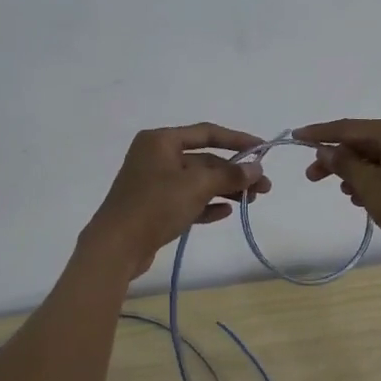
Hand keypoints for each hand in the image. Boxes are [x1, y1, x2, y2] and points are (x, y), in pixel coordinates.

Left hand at [82, 123, 272, 278]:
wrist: (116, 247)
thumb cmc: (155, 205)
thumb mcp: (196, 186)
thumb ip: (229, 175)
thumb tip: (256, 169)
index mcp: (161, 141)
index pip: (206, 133)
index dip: (237, 140)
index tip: (263, 150)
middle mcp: (156, 157)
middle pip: (204, 160)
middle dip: (234, 173)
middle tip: (264, 188)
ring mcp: (154, 183)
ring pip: (197, 182)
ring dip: (225, 190)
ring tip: (251, 202)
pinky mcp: (154, 208)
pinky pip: (187, 201)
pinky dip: (206, 205)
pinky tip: (226, 213)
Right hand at [295, 117, 380, 258]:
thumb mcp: (371, 187)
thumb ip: (345, 164)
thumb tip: (326, 149)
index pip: (349, 128)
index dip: (319, 133)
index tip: (295, 135)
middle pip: (362, 142)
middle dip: (336, 159)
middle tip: (312, 176)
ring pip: (376, 156)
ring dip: (354, 171)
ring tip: (343, 192)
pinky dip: (372, 178)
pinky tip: (363, 197)